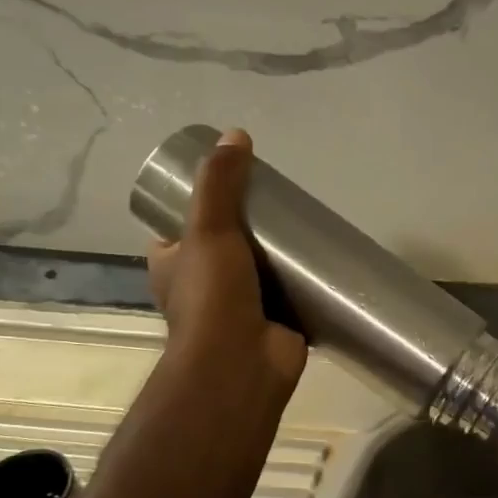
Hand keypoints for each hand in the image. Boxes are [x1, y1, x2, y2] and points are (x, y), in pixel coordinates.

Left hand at [145, 129, 307, 425]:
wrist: (242, 363)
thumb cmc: (213, 296)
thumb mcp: (209, 228)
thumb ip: (221, 184)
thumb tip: (235, 134)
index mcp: (173, 264)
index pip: (182, 226)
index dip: (201, 203)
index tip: (232, 183)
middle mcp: (203, 285)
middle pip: (227, 244)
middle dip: (251, 227)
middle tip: (279, 202)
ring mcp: (241, 306)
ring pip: (261, 269)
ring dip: (280, 254)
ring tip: (305, 224)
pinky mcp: (276, 321)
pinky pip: (292, 294)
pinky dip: (304, 280)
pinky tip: (324, 259)